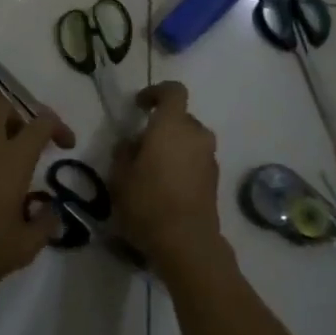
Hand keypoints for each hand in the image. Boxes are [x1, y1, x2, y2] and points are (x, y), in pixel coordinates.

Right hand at [110, 82, 222, 273]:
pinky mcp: (215, 180)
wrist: (187, 243)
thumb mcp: (120, 176)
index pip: (173, 91)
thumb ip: (124, 151)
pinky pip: (196, 160)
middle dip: (162, 126)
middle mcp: (197, 135)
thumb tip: (132, 143)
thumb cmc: (148, 202)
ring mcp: (210, 158)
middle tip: (141, 146)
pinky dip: (183, 164)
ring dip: (174, 146)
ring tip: (152, 168)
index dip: (156, 92)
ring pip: (190, 140)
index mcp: (173, 125)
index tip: (139, 105)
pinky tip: (166, 186)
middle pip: (181, 118)